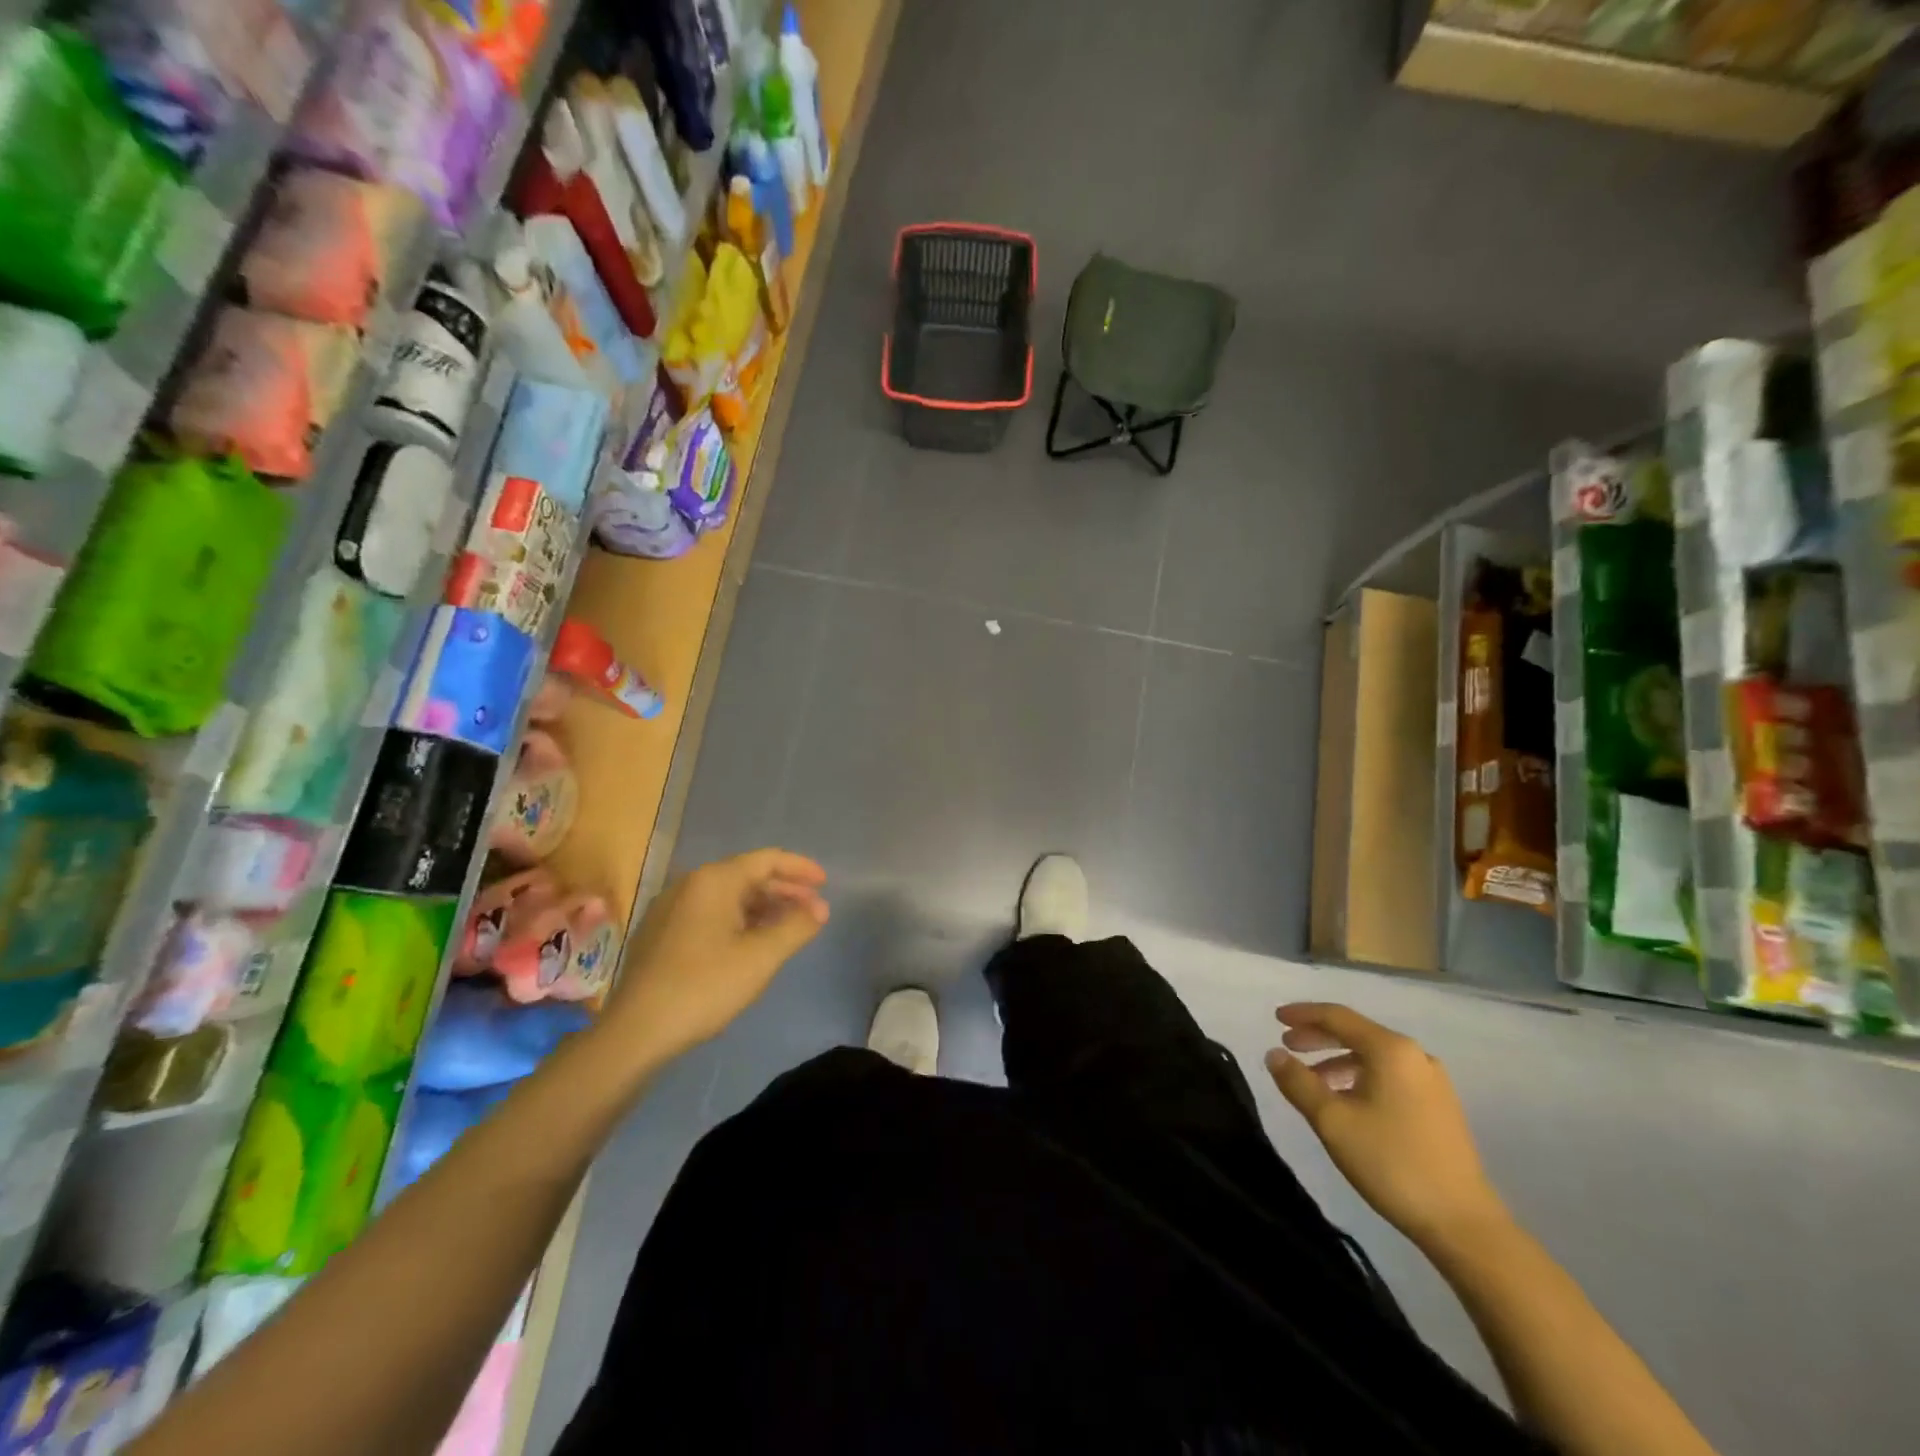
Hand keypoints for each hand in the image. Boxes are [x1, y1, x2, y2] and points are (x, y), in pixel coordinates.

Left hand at [602, 850, 828, 1062]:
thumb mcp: (761, 957)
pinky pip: (710, 913)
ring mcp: (671, 908)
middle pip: (747, 876)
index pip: (766, 860)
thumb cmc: (704, 986)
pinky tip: (752, 943)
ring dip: (763, 907)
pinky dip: (739, 920)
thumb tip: (820, 908)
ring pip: (728, 896)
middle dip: (784, 890)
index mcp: (714, 881)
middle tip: (813, 909)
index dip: (800, 868)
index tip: (825, 883)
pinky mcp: (662, 933)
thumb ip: (796, 927)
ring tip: (788, 927)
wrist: (636, 1031)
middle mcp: (690, 884)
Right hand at [1265, 1003, 1507, 1253]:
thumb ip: (1298, 1082)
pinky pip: (1390, 1076)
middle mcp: (1415, 1056)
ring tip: (1312, 1080)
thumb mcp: (1332, 1121)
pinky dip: (1360, 1077)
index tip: (1274, 1018)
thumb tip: (1274, 1054)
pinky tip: (1347, 1101)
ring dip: (1338, 1060)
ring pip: (1373, 1057)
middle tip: (1288, 1045)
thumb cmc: (1391, 1163)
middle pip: (1357, 1033)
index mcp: (1391, 1050)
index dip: (1302, 1014)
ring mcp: (1432, 1082)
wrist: (1463, 1223)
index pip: (1337, 1016)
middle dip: (1318, 1037)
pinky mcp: (1440, 1107)